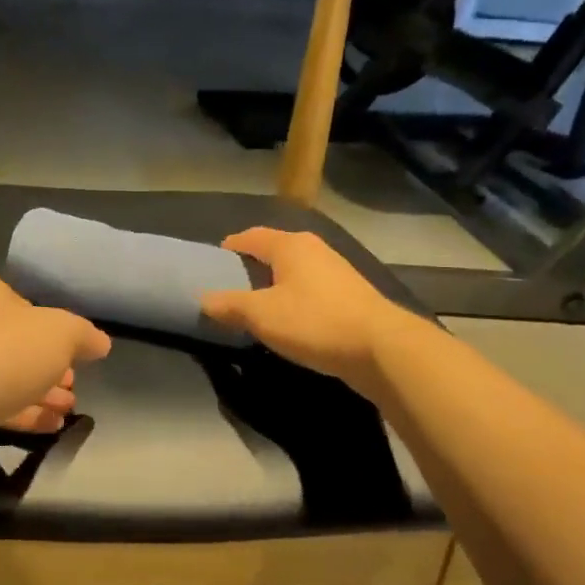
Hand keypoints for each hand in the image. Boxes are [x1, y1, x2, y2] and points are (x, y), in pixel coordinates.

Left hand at [0, 274, 111, 447]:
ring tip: (70, 408)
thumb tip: (100, 343)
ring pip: (7, 376)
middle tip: (74, 383)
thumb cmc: (5, 353)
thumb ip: (84, 335)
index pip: (24, 303)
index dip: (53, 326)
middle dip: (50, 365)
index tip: (76, 351)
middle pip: (17, 343)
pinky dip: (24, 413)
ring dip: (41, 392)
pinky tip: (52, 425)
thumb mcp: (61, 333)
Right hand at [200, 228, 403, 386]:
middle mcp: (314, 249)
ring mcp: (336, 271)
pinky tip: (289, 320)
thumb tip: (203, 298)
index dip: (229, 249)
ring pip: (294, 271)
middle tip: (230, 289)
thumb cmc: (315, 322)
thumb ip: (229, 305)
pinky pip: (310, 290)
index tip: (213, 266)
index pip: (250, 236)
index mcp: (290, 245)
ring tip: (255, 308)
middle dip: (251, 267)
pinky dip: (293, 299)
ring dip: (273, 285)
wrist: (381, 347)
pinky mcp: (350, 295)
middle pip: (273, 251)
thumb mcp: (261, 315)